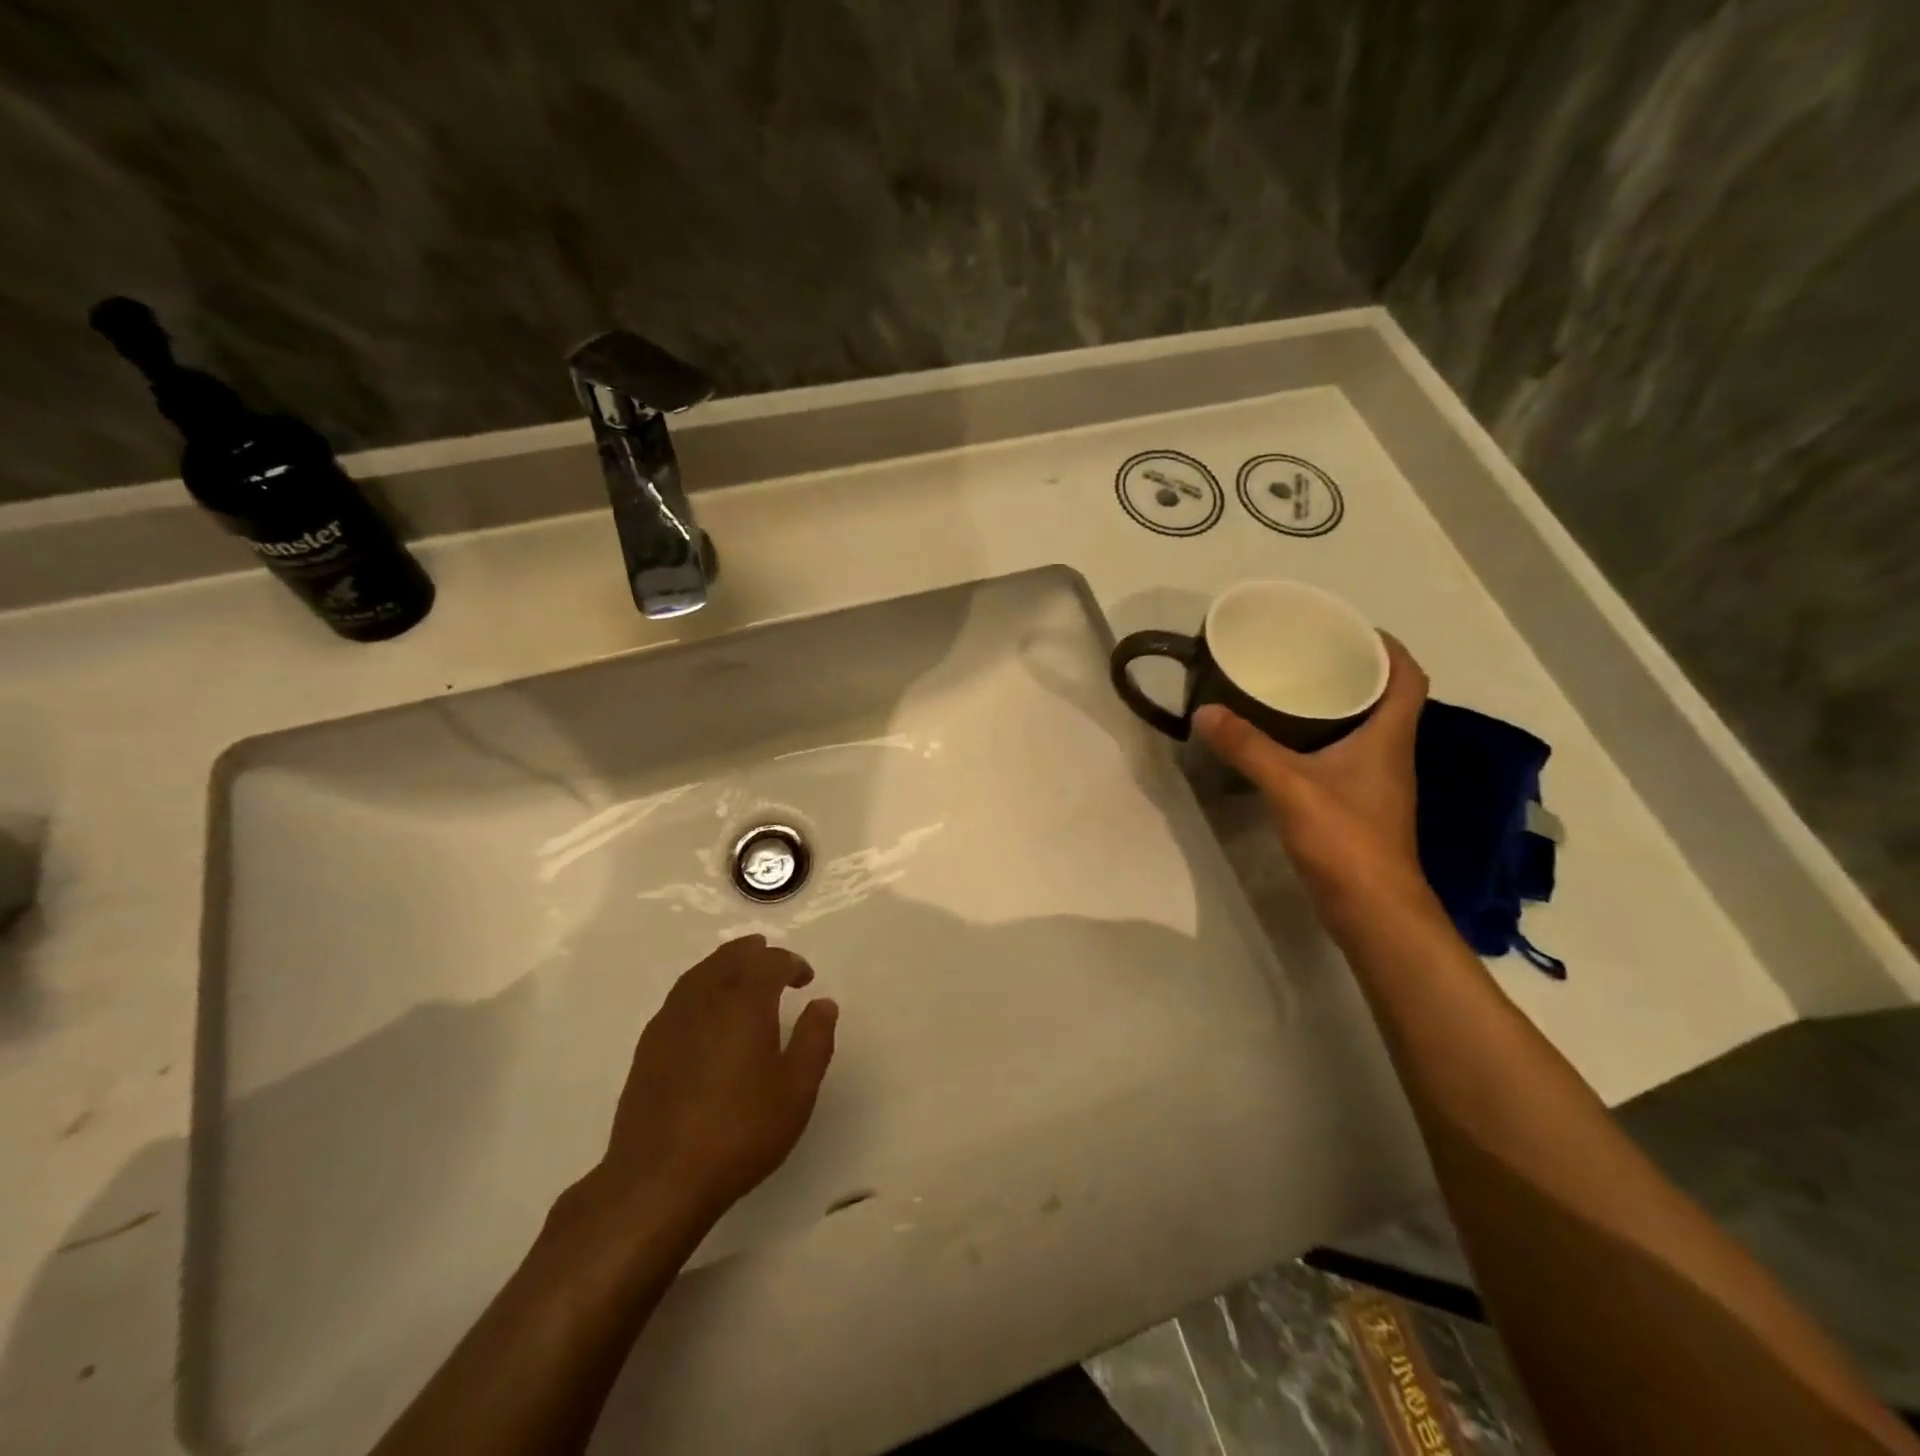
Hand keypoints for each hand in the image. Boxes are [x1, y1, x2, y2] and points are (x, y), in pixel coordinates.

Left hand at [593, 935, 838, 1228]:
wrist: (658, 1179)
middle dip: (754, 954)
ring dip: (725, 967)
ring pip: (700, 973)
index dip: (791, 963)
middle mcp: (705, 999)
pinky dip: (701, 989)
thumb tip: (823, 1003)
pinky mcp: (648, 1047)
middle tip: (773, 964)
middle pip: (729, 957)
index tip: (805, 979)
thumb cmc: (739, 1131)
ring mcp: (670, 1021)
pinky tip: (707, 1015)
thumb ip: (815, 1039)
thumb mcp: (797, 1089)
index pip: (770, 962)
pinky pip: (680, 998)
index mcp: (744, 1003)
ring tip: (741, 980)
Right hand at [1195, 633, 1428, 906]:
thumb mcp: (1289, 786)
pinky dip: (1322, 740)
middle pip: (1384, 699)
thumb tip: (1205, 711)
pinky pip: (1344, 756)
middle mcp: (1390, 753)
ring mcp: (1376, 783)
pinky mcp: (1359, 806)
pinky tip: (1286, 744)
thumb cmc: (1345, 839)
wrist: (1371, 909)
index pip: (1407, 677)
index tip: (1350, 628)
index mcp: (1389, 737)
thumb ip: (1247, 747)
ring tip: (1292, 690)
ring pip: (1364, 729)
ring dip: (1337, 706)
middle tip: (1307, 655)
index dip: (1388, 647)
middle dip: (1353, 671)